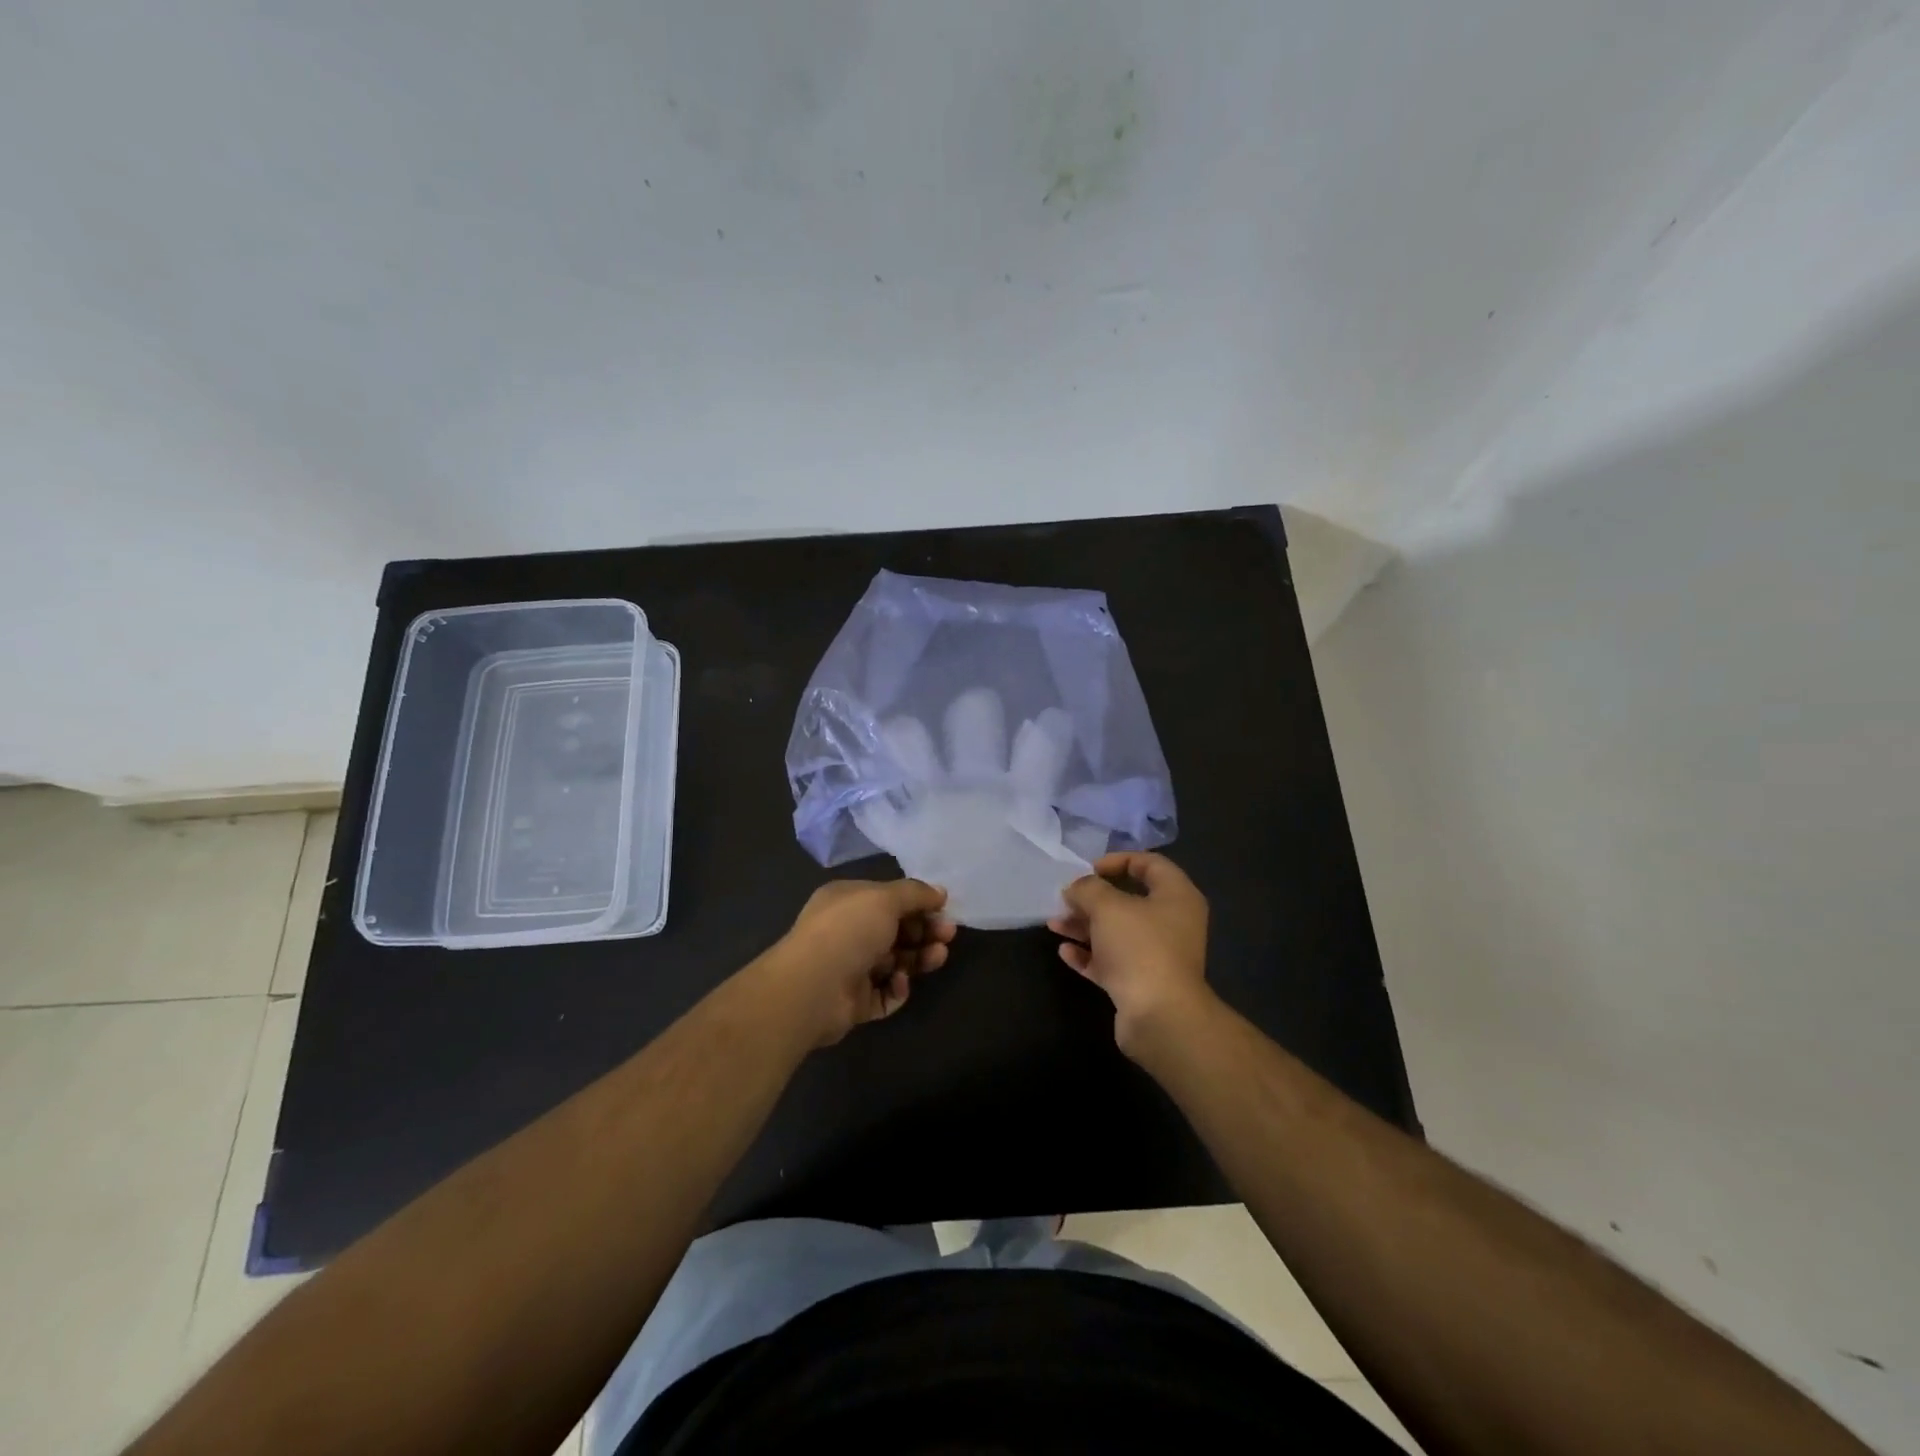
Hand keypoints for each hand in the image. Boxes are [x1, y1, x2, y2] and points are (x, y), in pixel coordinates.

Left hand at [769, 878, 955, 1045]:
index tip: (944, 909)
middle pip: (895, 931)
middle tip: (948, 934)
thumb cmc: (848, 930)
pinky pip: (885, 993)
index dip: (917, 903)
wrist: (813, 987)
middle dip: (924, 931)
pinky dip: (898, 988)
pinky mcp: (855, 1001)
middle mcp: (848, 932)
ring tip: (937, 956)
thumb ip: (915, 893)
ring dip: (919, 958)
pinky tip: (901, 981)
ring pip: (895, 962)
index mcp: (848, 902)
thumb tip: (940, 892)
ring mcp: (850, 968)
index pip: (888, 899)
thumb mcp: (885, 898)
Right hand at [1049, 852, 1212, 1056]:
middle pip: (1129, 900)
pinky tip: (1065, 952)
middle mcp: (1172, 923)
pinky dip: (1089, 955)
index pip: (1150, 864)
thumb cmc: (1139, 947)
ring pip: (1116, 932)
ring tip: (1054, 924)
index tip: (1089, 869)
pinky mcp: (1142, 983)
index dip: (1118, 860)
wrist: (1159, 1016)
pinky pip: (1112, 961)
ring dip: (1084, 926)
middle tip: (1066, 898)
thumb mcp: (1108, 906)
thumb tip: (1077, 888)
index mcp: (1176, 896)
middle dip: (1093, 898)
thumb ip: (1088, 889)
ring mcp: (1158, 955)